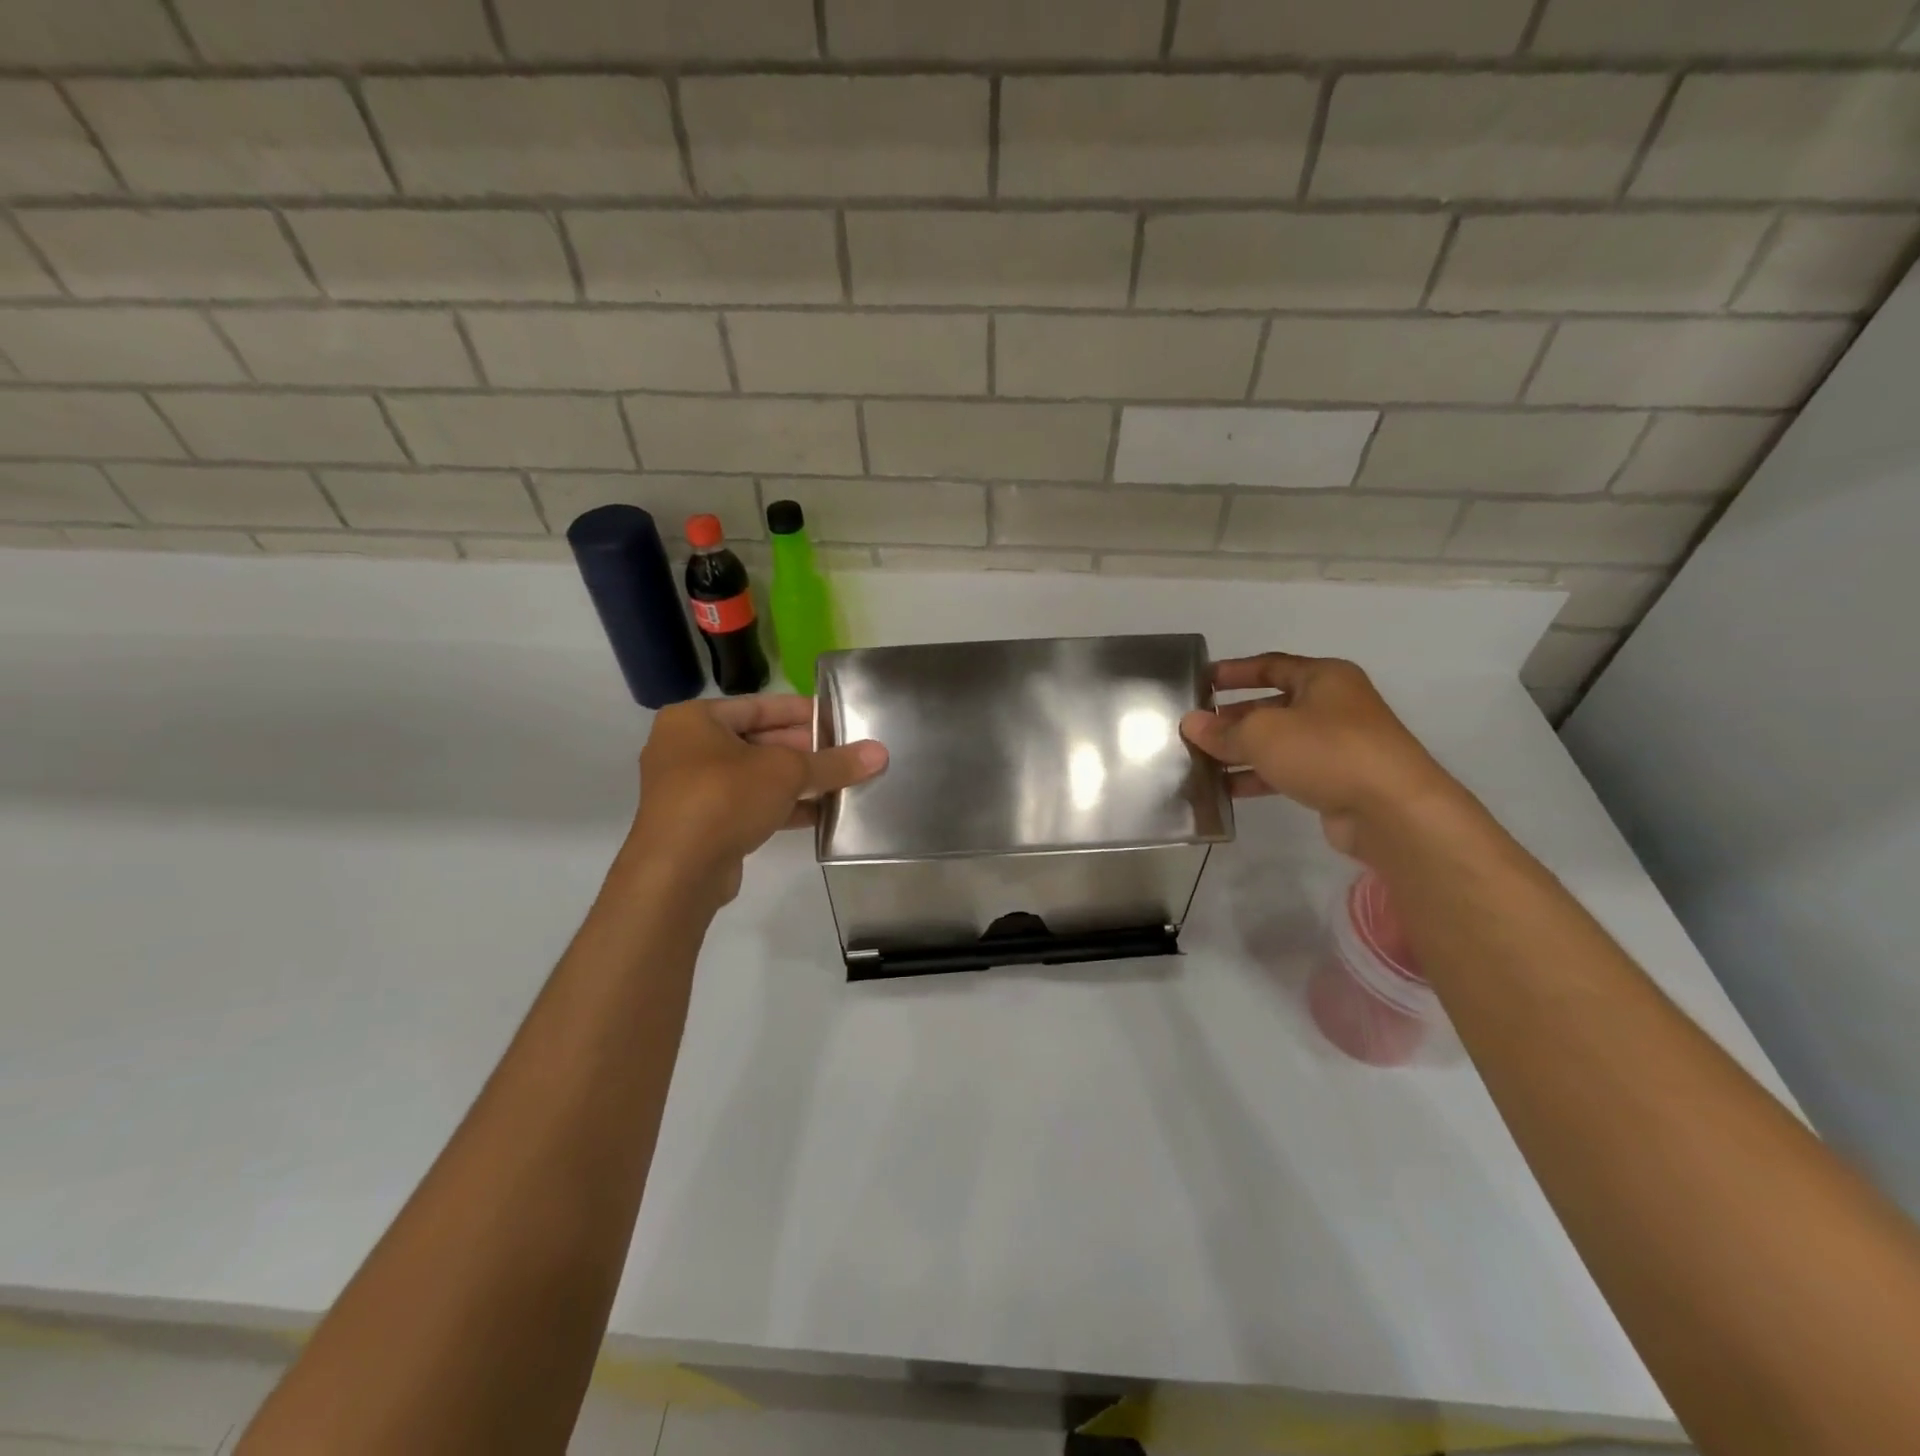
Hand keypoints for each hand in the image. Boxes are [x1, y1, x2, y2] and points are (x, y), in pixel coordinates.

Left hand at [623, 695, 886, 905]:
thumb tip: (880, 753)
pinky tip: (819, 814)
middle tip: (844, 753)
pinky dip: (780, 807)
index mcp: (694, 720)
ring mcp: (690, 789)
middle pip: (757, 741)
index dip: (801, 711)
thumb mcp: (787, 772)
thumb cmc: (725, 798)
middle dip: (803, 750)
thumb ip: (833, 762)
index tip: (836, 717)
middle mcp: (685, 749)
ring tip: (839, 783)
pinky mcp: (700, 824)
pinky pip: (747, 805)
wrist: (677, 873)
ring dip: (796, 782)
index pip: (758, 705)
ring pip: (754, 777)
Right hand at [1180, 653, 1467, 859]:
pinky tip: (1225, 789)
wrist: (1391, 810)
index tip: (1200, 682)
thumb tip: (1191, 724)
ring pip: (1277, 742)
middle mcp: (1332, 705)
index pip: (1270, 665)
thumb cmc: (1326, 751)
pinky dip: (1257, 777)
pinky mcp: (1335, 780)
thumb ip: (1223, 729)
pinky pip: (1286, 771)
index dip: (1233, 672)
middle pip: (1271, 705)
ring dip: (1240, 751)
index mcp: (1323, 677)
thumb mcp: (1263, 733)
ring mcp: (1337, 745)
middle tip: (1193, 729)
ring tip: (1200, 761)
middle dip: (1231, 717)